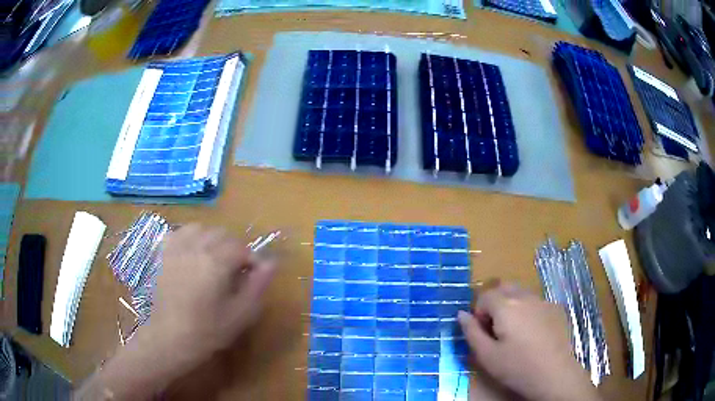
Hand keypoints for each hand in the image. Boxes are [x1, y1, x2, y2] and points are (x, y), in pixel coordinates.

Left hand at [76, 224, 276, 400]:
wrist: (169, 337)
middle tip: (235, 272)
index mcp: (216, 261)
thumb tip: (272, 262)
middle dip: (234, 249)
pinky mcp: (164, 253)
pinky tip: (193, 254)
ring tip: (214, 260)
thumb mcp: (240, 314)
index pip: (241, 248)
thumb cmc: (207, 330)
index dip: (252, 260)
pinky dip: (191, 237)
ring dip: (213, 240)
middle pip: (222, 234)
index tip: (254, 276)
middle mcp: (196, 246)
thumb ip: (258, 285)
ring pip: (201, 229)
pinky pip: (180, 232)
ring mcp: (176, 248)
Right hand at [458, 284, 600, 400]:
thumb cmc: (516, 367)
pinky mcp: (556, 308)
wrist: (554, 373)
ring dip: (512, 304)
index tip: (483, 331)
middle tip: (496, 327)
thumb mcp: (486, 355)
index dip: (479, 312)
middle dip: (495, 302)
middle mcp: (525, 297)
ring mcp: (543, 301)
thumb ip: (471, 332)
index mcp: (506, 306)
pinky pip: (536, 302)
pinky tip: (532, 332)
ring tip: (514, 330)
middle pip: (504, 287)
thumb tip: (461, 314)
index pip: (485, 295)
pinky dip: (528, 310)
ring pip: (521, 293)